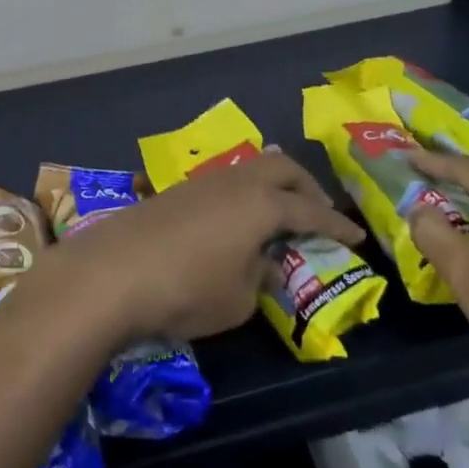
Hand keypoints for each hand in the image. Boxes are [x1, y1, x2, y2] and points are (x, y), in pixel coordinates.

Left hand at [34, 152, 364, 342]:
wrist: (112, 271)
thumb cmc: (187, 289)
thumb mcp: (238, 298)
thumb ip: (261, 276)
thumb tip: (266, 261)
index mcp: (263, 204)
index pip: (311, 211)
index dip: (337, 225)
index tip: (356, 237)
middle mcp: (237, 182)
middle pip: (282, 169)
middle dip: (306, 189)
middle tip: (318, 214)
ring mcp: (204, 181)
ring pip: (252, 169)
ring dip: (273, 187)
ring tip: (279, 215)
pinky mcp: (177, 190)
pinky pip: (227, 182)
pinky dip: (245, 195)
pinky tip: (237, 222)